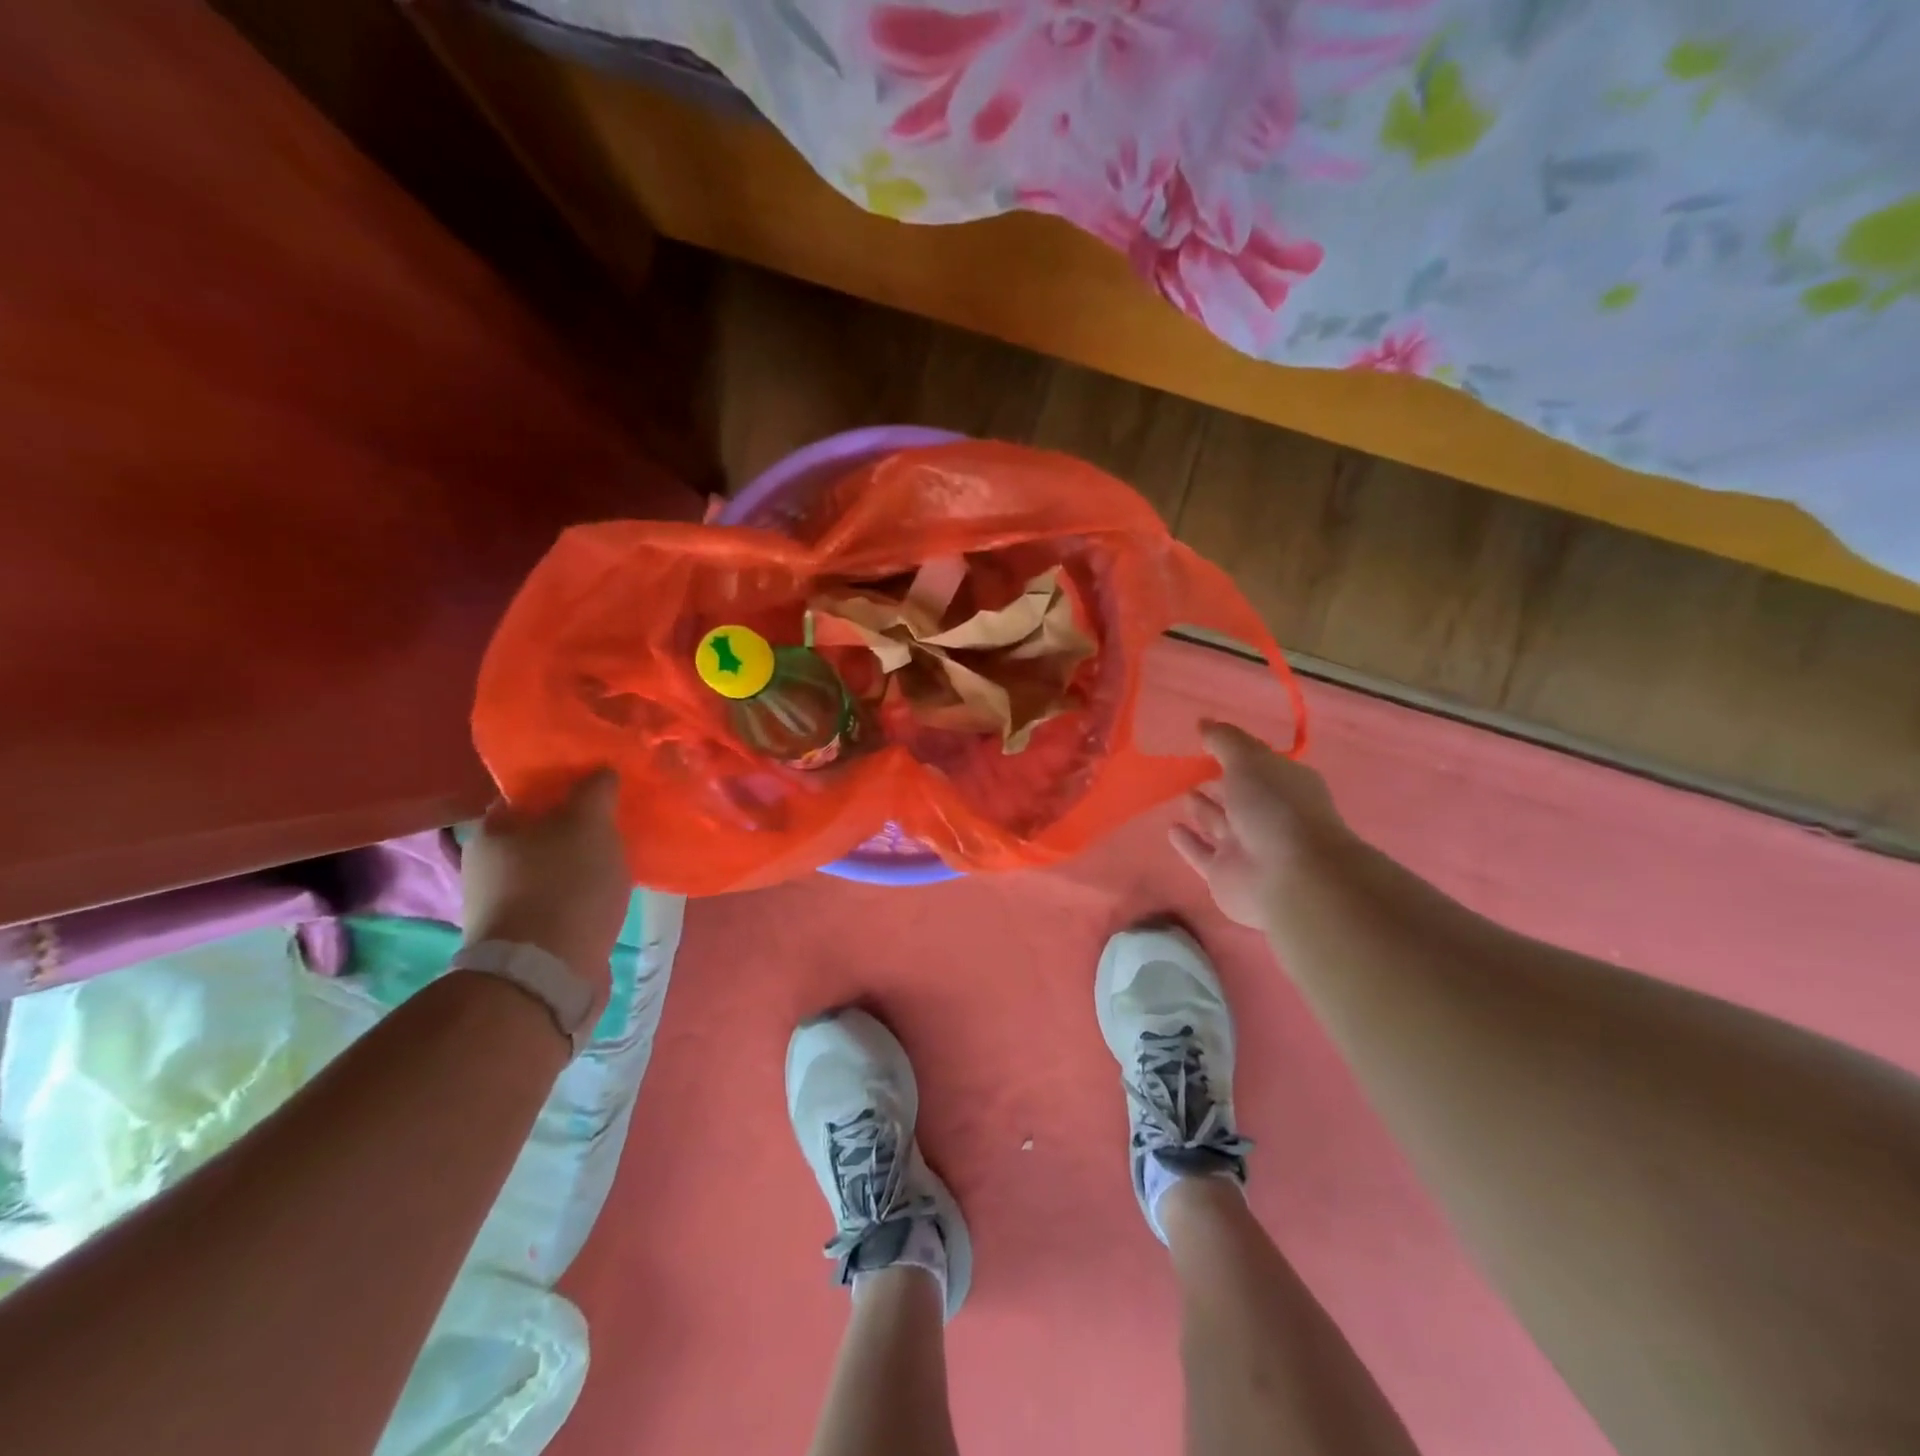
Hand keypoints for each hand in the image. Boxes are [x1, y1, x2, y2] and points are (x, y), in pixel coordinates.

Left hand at [461, 770, 628, 1016]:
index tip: (596, 790)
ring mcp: (500, 905)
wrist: (547, 972)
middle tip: (612, 826)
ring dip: (577, 865)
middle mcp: (485, 866)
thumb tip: (601, 771)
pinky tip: (604, 898)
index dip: (562, 787)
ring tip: (615, 863)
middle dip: (573, 829)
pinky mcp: (522, 938)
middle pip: (537, 834)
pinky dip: (577, 896)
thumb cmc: (565, 884)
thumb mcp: (589, 823)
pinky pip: (556, 902)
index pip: (525, 794)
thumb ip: (596, 791)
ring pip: (547, 870)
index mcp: (492, 831)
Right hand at [1169, 723, 1349, 929]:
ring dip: (1203, 810)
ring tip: (1182, 793)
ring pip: (1220, 824)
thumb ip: (1224, 740)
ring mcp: (1247, 848)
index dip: (1236, 753)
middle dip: (1219, 782)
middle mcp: (1268, 816)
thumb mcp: (1250, 761)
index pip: (1258, 765)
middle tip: (1190, 767)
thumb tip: (1203, 722)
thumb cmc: (1275, 808)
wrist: (1289, 878)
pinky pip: (1201, 854)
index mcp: (1284, 785)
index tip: (1207, 740)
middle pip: (1239, 795)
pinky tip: (1171, 829)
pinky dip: (1188, 842)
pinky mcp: (1225, 874)